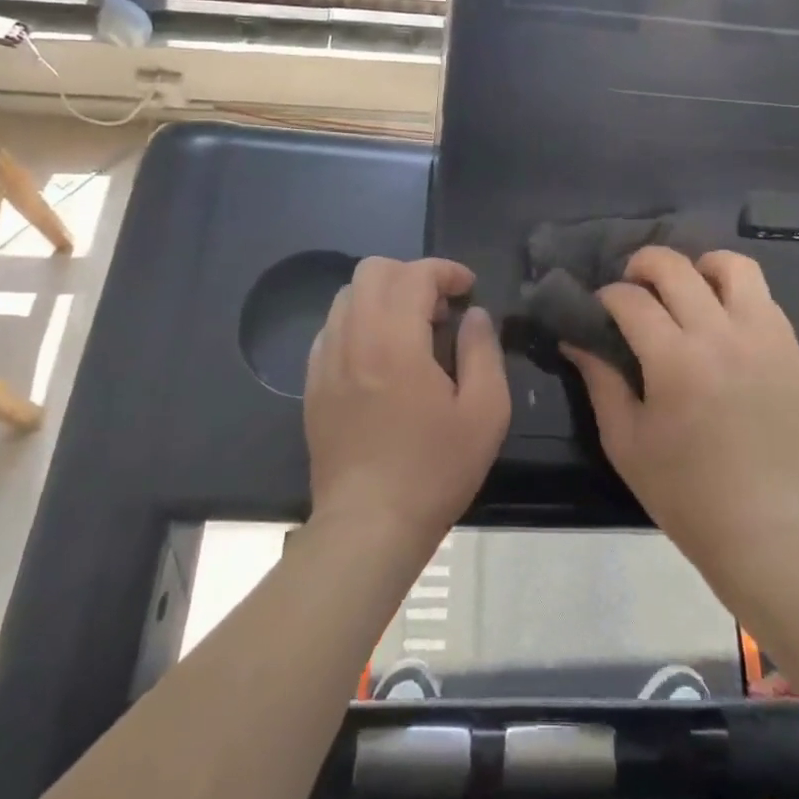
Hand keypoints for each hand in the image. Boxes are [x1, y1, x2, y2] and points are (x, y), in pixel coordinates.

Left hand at [306, 258, 509, 559]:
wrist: (368, 527)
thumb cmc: (434, 470)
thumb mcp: (485, 413)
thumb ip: (483, 351)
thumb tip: (473, 315)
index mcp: (395, 341)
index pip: (414, 274)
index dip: (445, 271)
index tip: (468, 289)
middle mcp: (354, 339)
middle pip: (372, 271)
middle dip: (411, 275)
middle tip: (439, 308)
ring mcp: (326, 361)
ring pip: (347, 296)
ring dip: (383, 296)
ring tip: (410, 330)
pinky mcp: (313, 384)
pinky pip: (332, 329)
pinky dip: (359, 323)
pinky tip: (380, 355)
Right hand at [562, 247, 798, 568]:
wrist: (763, 527)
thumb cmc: (683, 491)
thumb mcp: (624, 439)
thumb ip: (599, 379)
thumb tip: (575, 338)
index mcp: (676, 361)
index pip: (631, 299)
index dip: (607, 296)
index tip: (601, 309)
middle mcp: (722, 336)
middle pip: (676, 267)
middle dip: (644, 265)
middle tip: (634, 286)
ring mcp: (765, 338)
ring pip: (733, 266)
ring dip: (700, 268)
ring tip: (688, 291)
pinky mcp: (792, 350)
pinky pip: (763, 298)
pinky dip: (735, 297)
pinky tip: (722, 325)